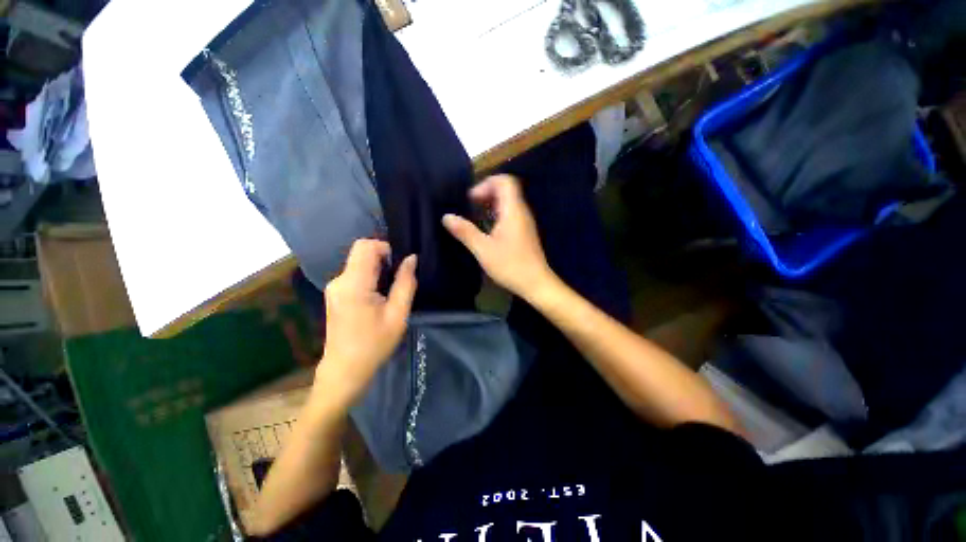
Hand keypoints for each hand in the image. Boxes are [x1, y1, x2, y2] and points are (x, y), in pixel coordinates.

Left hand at [316, 239, 416, 405]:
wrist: (345, 369)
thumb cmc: (374, 344)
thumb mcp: (398, 315)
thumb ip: (406, 283)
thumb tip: (411, 258)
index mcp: (354, 284)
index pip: (365, 246)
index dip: (385, 247)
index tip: (399, 265)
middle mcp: (339, 280)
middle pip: (361, 252)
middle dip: (383, 258)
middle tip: (398, 279)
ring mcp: (334, 287)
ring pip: (358, 262)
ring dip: (377, 269)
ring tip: (390, 291)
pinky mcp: (335, 293)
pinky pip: (355, 273)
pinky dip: (370, 276)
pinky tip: (378, 297)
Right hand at [443, 174, 553, 299]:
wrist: (536, 283)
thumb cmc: (510, 266)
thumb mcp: (483, 249)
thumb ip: (465, 231)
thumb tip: (446, 217)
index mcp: (513, 211)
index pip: (504, 181)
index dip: (486, 184)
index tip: (471, 199)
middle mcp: (521, 212)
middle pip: (506, 189)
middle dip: (486, 192)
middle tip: (470, 206)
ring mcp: (524, 222)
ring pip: (508, 202)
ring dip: (490, 204)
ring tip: (475, 215)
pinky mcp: (524, 232)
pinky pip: (510, 213)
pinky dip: (496, 214)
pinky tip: (486, 228)